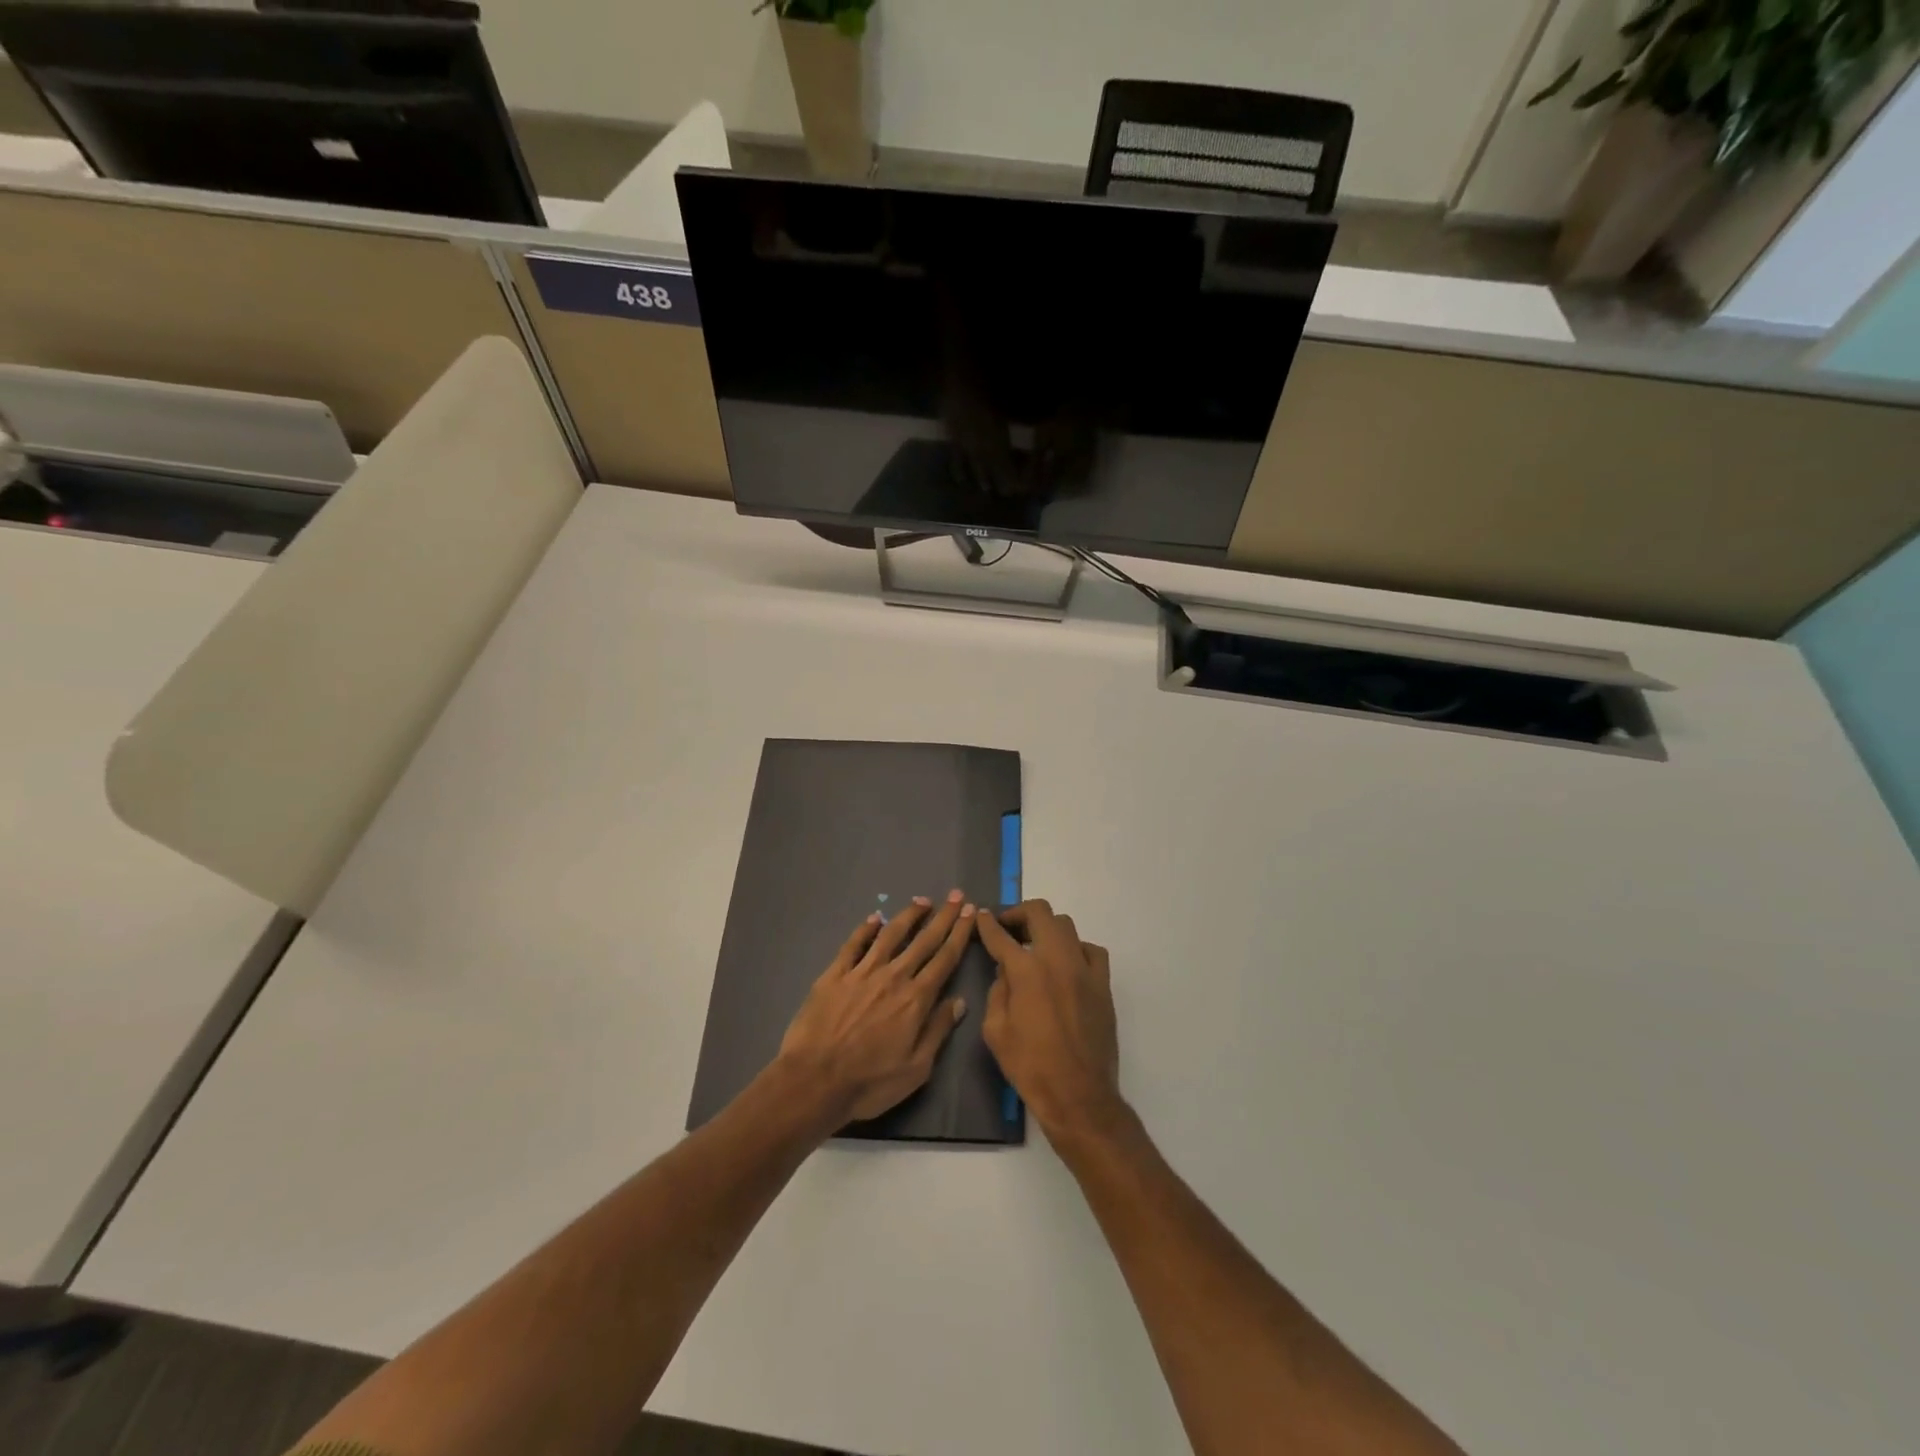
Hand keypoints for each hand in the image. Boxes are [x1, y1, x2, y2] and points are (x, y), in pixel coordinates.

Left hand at [778, 891, 975, 1123]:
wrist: (814, 1081)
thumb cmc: (870, 1082)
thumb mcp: (917, 1068)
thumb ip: (938, 1030)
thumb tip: (959, 1000)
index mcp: (916, 999)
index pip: (945, 958)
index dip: (959, 933)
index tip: (970, 912)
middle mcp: (893, 977)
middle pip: (923, 940)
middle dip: (943, 917)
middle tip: (955, 895)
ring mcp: (862, 972)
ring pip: (890, 935)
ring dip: (908, 915)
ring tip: (922, 901)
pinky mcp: (834, 974)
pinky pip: (853, 944)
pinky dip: (865, 929)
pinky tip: (874, 918)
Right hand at [977, 901, 1123, 1144]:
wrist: (1078, 1095)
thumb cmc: (1030, 1066)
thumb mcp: (995, 1031)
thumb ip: (997, 991)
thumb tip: (1005, 971)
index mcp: (1026, 971)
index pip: (1001, 935)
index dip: (987, 923)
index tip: (981, 916)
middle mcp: (1057, 959)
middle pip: (1040, 913)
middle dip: (1019, 914)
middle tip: (1008, 927)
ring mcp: (1084, 969)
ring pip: (1066, 926)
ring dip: (1047, 929)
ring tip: (1036, 945)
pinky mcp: (1103, 984)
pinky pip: (1092, 950)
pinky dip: (1076, 949)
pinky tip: (1067, 964)